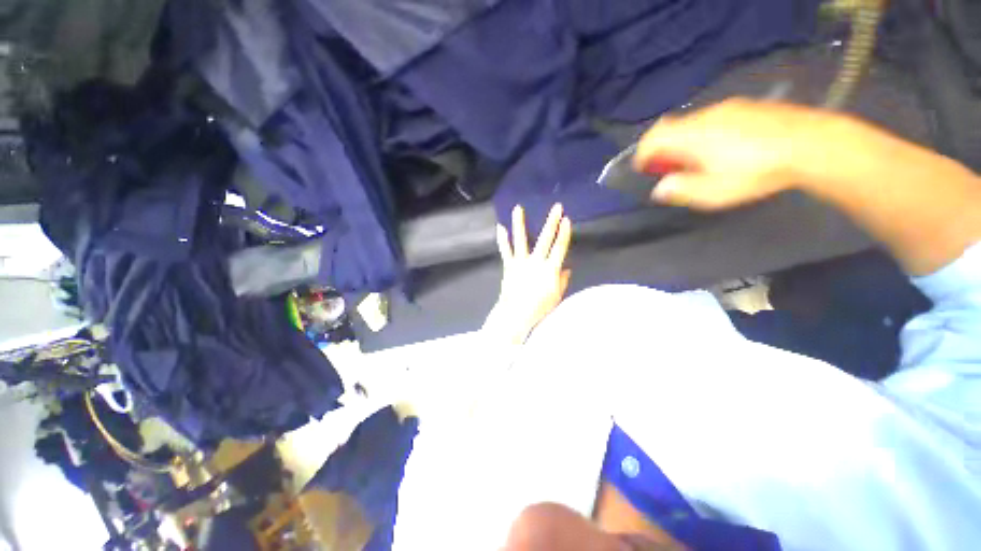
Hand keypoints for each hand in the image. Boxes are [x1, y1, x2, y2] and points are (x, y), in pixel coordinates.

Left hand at [485, 203, 572, 344]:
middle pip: (545, 239)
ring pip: (521, 240)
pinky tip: (500, 227)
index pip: (560, 248)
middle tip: (556, 207)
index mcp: (550, 269)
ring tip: (518, 208)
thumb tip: (566, 269)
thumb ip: (562, 281)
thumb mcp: (556, 296)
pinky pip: (506, 250)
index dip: (564, 233)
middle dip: (552, 222)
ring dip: (519, 223)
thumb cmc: (539, 308)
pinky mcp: (509, 266)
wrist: (515, 314)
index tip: (567, 219)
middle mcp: (536, 262)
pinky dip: (502, 239)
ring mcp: (520, 262)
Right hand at [634, 98, 835, 209]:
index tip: (643, 169)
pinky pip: (712, 119)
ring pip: (691, 123)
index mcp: (692, 136)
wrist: (813, 144)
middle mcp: (705, 116)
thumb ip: (681, 190)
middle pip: (670, 128)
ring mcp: (728, 108)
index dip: (642, 154)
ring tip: (697, 161)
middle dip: (662, 148)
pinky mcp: (747, 106)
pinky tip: (722, 148)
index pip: (653, 138)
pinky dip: (703, 133)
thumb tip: (660, 189)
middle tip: (669, 168)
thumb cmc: (757, 171)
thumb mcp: (714, 192)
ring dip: (683, 141)